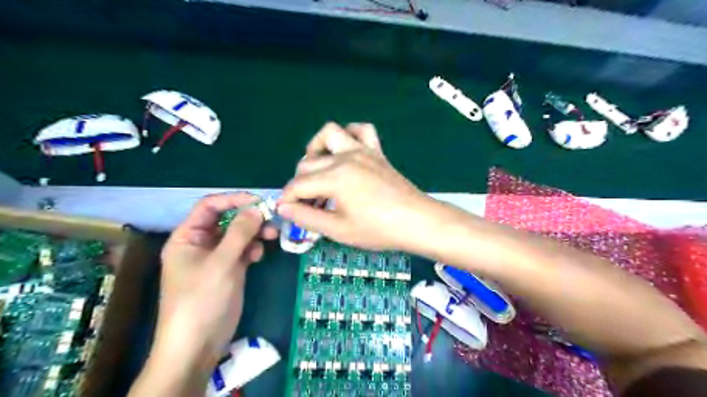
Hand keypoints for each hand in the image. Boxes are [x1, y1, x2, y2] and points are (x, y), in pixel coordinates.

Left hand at [153, 193, 276, 369]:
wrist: (198, 344)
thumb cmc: (201, 300)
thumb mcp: (221, 263)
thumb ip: (239, 233)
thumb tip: (256, 209)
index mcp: (187, 237)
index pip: (210, 207)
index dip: (233, 199)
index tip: (259, 201)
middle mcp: (201, 243)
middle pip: (227, 220)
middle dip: (249, 219)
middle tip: (272, 221)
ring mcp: (216, 257)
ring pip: (238, 235)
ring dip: (255, 234)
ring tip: (272, 237)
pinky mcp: (229, 269)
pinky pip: (243, 251)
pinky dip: (252, 249)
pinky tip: (258, 257)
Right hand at [278, 121, 439, 251]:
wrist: (417, 221)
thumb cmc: (378, 229)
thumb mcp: (338, 230)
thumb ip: (307, 217)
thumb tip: (283, 208)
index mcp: (334, 178)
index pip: (298, 185)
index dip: (287, 199)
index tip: (285, 211)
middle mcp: (344, 157)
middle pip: (308, 163)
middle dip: (299, 183)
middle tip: (306, 204)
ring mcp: (362, 150)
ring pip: (330, 134)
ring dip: (317, 149)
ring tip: (319, 170)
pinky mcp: (376, 152)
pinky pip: (361, 130)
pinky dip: (349, 135)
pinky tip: (346, 151)